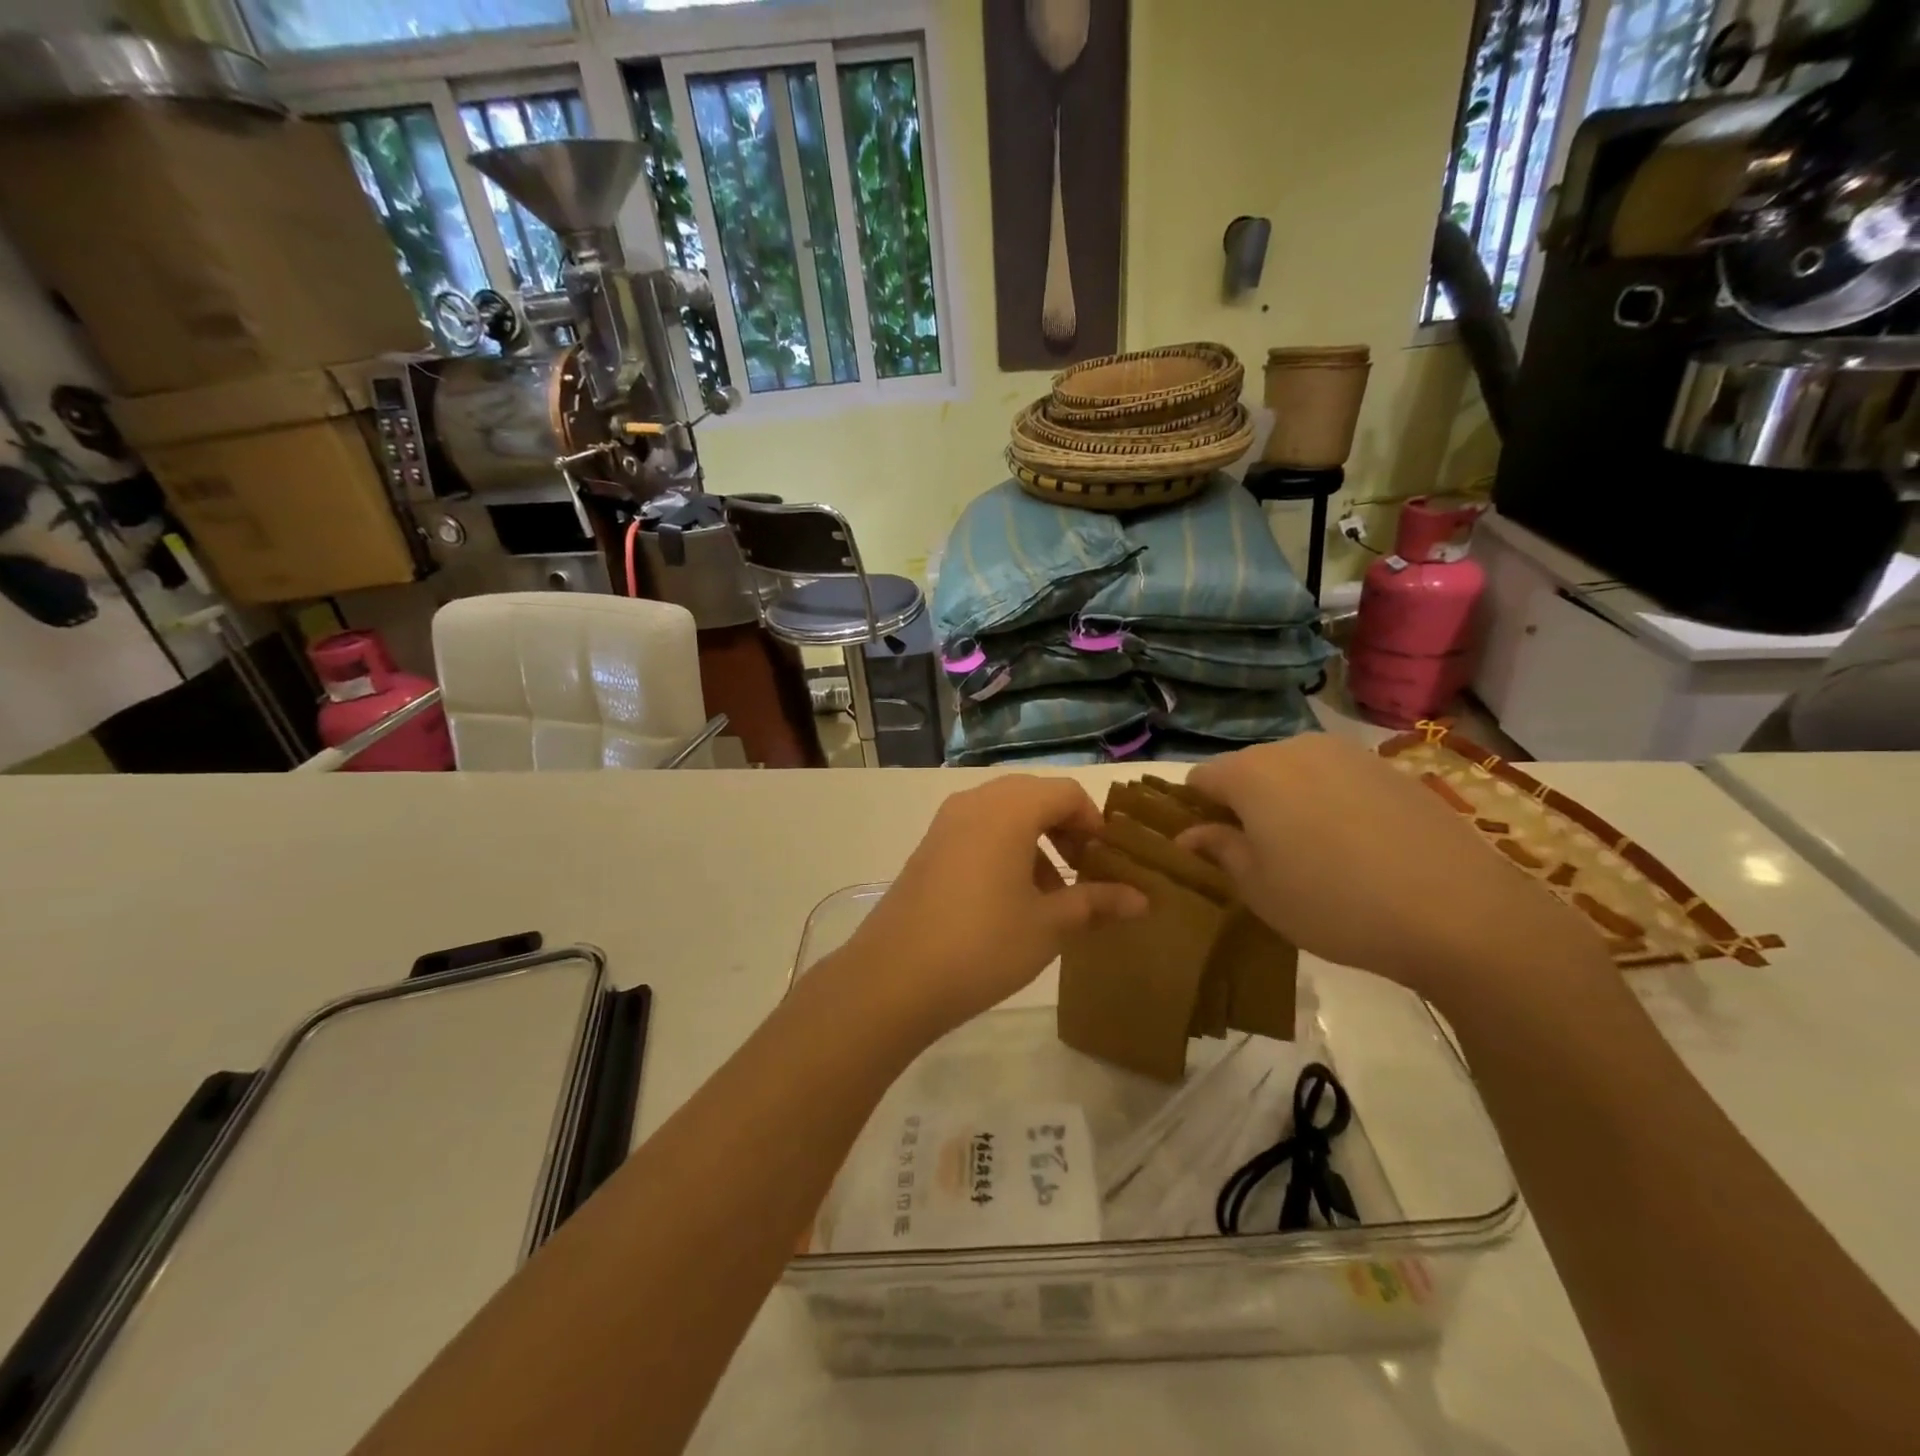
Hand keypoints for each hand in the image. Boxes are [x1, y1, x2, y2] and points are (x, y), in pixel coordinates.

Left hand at [837, 776, 1147, 1040]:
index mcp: (1009, 810)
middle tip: (1083, 870)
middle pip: (1033, 796)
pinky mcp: (928, 848)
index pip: (1066, 792)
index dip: (1094, 822)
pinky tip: (1009, 899)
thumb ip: (1096, 903)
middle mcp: (975, 803)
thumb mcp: (1048, 925)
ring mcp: (946, 824)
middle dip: (1065, 828)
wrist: (894, 978)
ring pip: (1004, 813)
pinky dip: (1004, 848)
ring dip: (1035, 839)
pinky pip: (977, 831)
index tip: (1107, 861)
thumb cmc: (983, 944)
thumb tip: (1142, 900)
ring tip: (1050, 892)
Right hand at [1180, 735, 1605, 1002]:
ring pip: (1294, 773)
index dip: (1195, 811)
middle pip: (1248, 770)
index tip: (1207, 847)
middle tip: (1258, 855)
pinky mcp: (1391, 769)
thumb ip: (1220, 850)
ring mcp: (1348, 754)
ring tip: (1311, 853)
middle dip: (1242, 805)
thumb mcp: (1259, 888)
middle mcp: (1295, 748)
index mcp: (1252, 773)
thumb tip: (1191, 834)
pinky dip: (1330, 804)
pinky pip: (1338, 779)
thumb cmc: (1334, 902)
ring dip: (1287, 803)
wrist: (1460, 912)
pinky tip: (1356, 848)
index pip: (1200, 778)